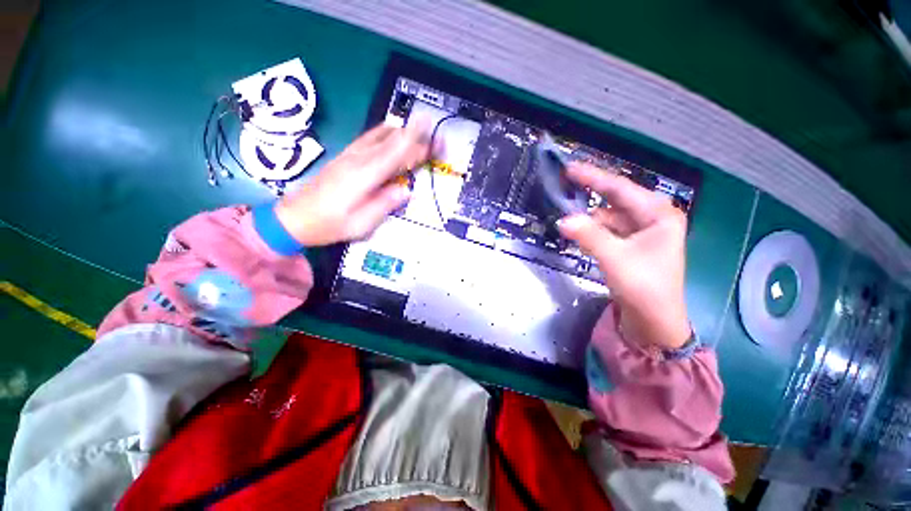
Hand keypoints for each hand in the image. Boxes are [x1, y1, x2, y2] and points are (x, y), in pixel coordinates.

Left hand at [275, 121, 429, 246]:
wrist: (294, 218)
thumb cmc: (330, 225)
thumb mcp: (361, 224)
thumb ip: (385, 204)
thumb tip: (406, 190)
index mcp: (364, 176)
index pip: (395, 152)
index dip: (415, 140)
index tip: (432, 129)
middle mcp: (358, 159)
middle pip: (391, 141)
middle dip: (416, 137)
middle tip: (437, 139)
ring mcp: (350, 155)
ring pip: (380, 135)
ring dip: (402, 132)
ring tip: (420, 131)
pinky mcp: (345, 156)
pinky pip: (369, 138)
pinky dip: (386, 133)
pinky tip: (393, 132)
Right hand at [558, 164, 690, 348]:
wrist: (653, 322)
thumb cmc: (644, 288)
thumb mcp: (615, 258)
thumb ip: (589, 235)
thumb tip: (563, 220)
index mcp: (658, 214)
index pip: (620, 188)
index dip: (593, 177)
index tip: (569, 169)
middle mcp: (651, 218)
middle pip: (614, 200)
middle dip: (589, 195)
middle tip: (563, 187)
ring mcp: (640, 232)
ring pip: (608, 217)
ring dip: (588, 218)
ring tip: (565, 215)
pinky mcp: (629, 246)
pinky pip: (607, 231)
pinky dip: (591, 231)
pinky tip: (578, 233)